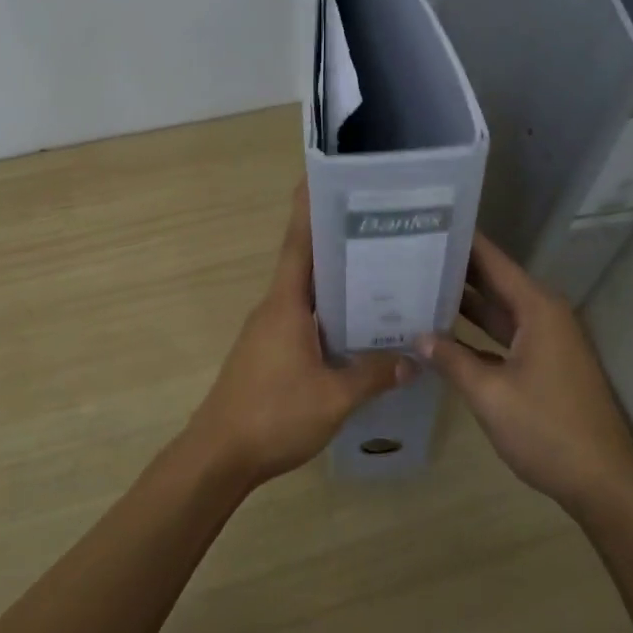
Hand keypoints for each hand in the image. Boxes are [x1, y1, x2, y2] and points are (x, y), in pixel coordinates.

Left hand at [185, 182, 414, 488]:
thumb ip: (373, 374)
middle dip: (338, 241)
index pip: (299, 243)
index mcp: (286, 303)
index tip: (325, 177)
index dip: (310, 208)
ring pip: (307, 294)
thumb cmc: (273, 415)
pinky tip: (357, 327)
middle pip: (307, 263)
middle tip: (381, 226)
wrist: (219, 455)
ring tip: (381, 272)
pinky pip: (303, 319)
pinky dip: (329, 312)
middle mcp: (275, 307)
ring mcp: (269, 330)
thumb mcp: (334, 397)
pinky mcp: (269, 352)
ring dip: (336, 280)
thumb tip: (413, 359)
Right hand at [421, 233, 632, 519]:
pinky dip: (475, 335)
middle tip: (409, 256)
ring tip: (416, 288)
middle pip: (493, 282)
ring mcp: (545, 342)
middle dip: (455, 271)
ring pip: (497, 312)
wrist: (604, 484)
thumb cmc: (548, 430)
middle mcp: (543, 315)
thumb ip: (451, 360)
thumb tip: (417, 336)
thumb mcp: (490, 394)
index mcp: (538, 308)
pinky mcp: (543, 366)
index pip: (493, 261)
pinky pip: (503, 337)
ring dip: (462, 305)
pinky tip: (441, 336)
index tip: (427, 223)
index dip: (462, 241)